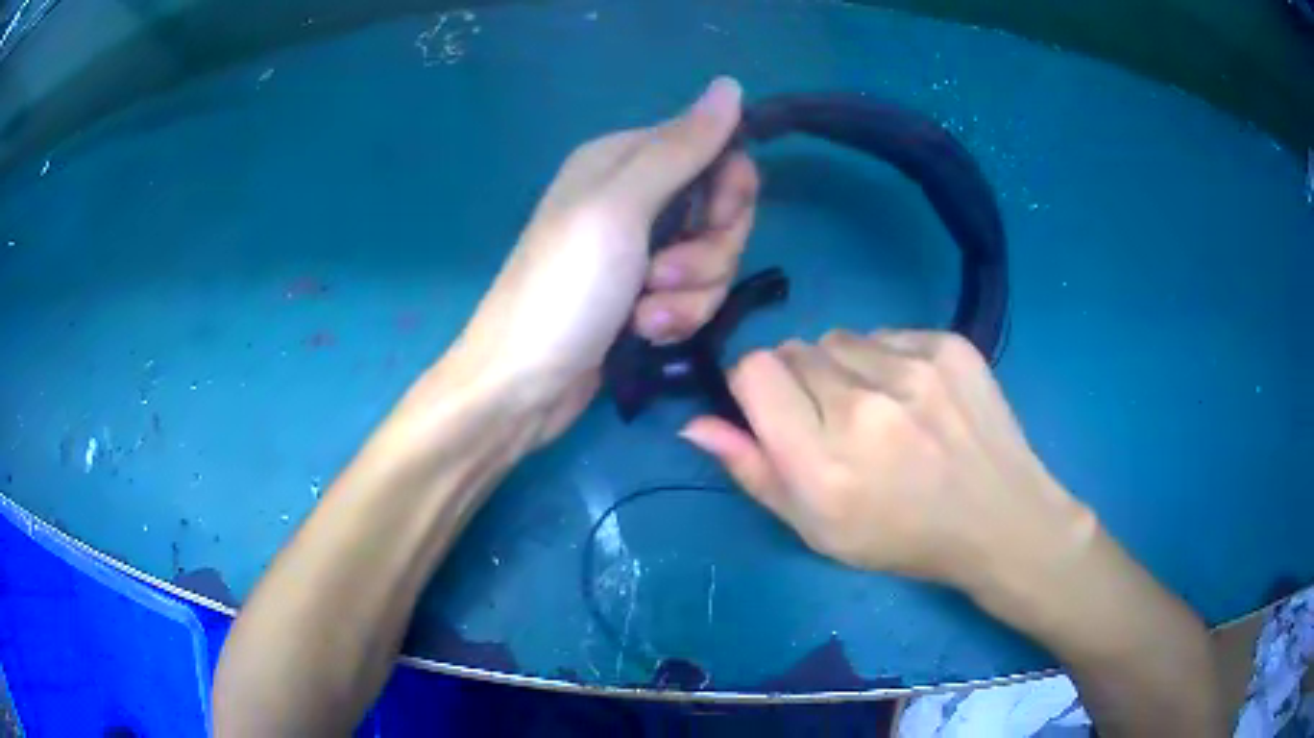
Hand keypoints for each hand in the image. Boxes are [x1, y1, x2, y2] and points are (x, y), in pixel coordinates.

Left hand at [447, 77, 759, 440]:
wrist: (521, 385)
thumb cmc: (563, 290)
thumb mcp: (620, 209)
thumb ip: (680, 148)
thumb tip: (730, 86)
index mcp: (622, 160)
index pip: (713, 150)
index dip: (728, 188)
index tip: (715, 220)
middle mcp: (634, 197)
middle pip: (721, 210)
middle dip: (708, 252)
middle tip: (664, 276)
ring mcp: (641, 250)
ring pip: (714, 260)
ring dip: (689, 295)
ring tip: (644, 317)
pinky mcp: (646, 295)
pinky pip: (694, 295)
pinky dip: (676, 318)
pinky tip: (643, 334)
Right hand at [680, 329, 1094, 599]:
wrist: (999, 518)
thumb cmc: (900, 537)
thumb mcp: (816, 528)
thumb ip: (752, 471)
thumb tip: (695, 423)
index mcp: (824, 461)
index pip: (754, 372)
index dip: (753, 388)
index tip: (772, 411)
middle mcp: (864, 405)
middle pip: (794, 350)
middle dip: (799, 381)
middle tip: (834, 422)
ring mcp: (913, 368)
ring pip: (839, 338)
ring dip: (842, 367)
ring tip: (878, 409)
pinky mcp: (948, 345)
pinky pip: (886, 334)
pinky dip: (886, 359)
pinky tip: (914, 397)